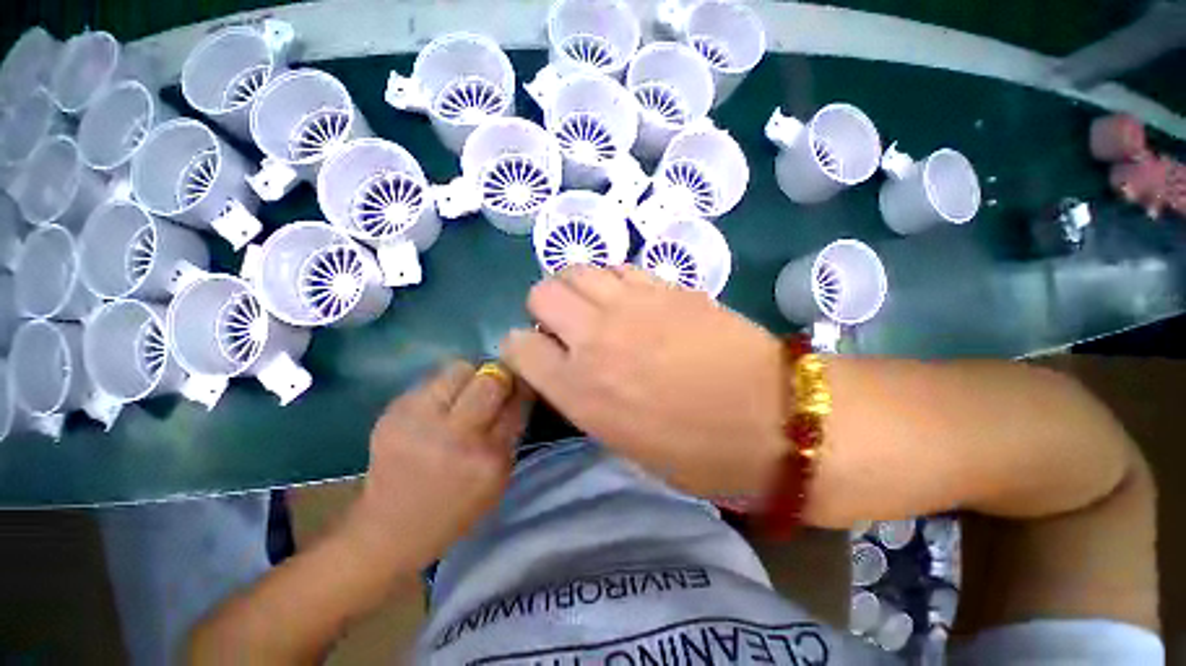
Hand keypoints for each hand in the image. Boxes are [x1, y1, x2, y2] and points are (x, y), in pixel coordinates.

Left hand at [342, 361, 532, 570]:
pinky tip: (437, 407)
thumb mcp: (498, 477)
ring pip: (459, 369)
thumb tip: (518, 389)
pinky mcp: (393, 412)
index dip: (520, 387)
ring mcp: (419, 421)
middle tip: (494, 386)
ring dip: (469, 377)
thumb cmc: (455, 507)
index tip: (520, 385)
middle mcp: (455, 436)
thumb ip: (511, 430)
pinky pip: (431, 379)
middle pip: (490, 379)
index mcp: (488, 458)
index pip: (516, 402)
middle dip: (498, 377)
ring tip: (463, 395)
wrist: (389, 529)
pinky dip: (443, 387)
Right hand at [500, 266, 785, 497]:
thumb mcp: (622, 442)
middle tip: (568, 328)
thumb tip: (567, 367)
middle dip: (545, 310)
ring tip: (597, 309)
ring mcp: (630, 304)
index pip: (518, 346)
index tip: (539, 355)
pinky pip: (617, 267)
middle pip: (541, 293)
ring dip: (575, 289)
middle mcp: (594, 338)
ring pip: (575, 270)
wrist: (772, 417)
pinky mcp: (664, 286)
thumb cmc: (696, 451)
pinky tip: (629, 299)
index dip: (523, 348)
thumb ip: (583, 398)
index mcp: (579, 389)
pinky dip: (611, 280)